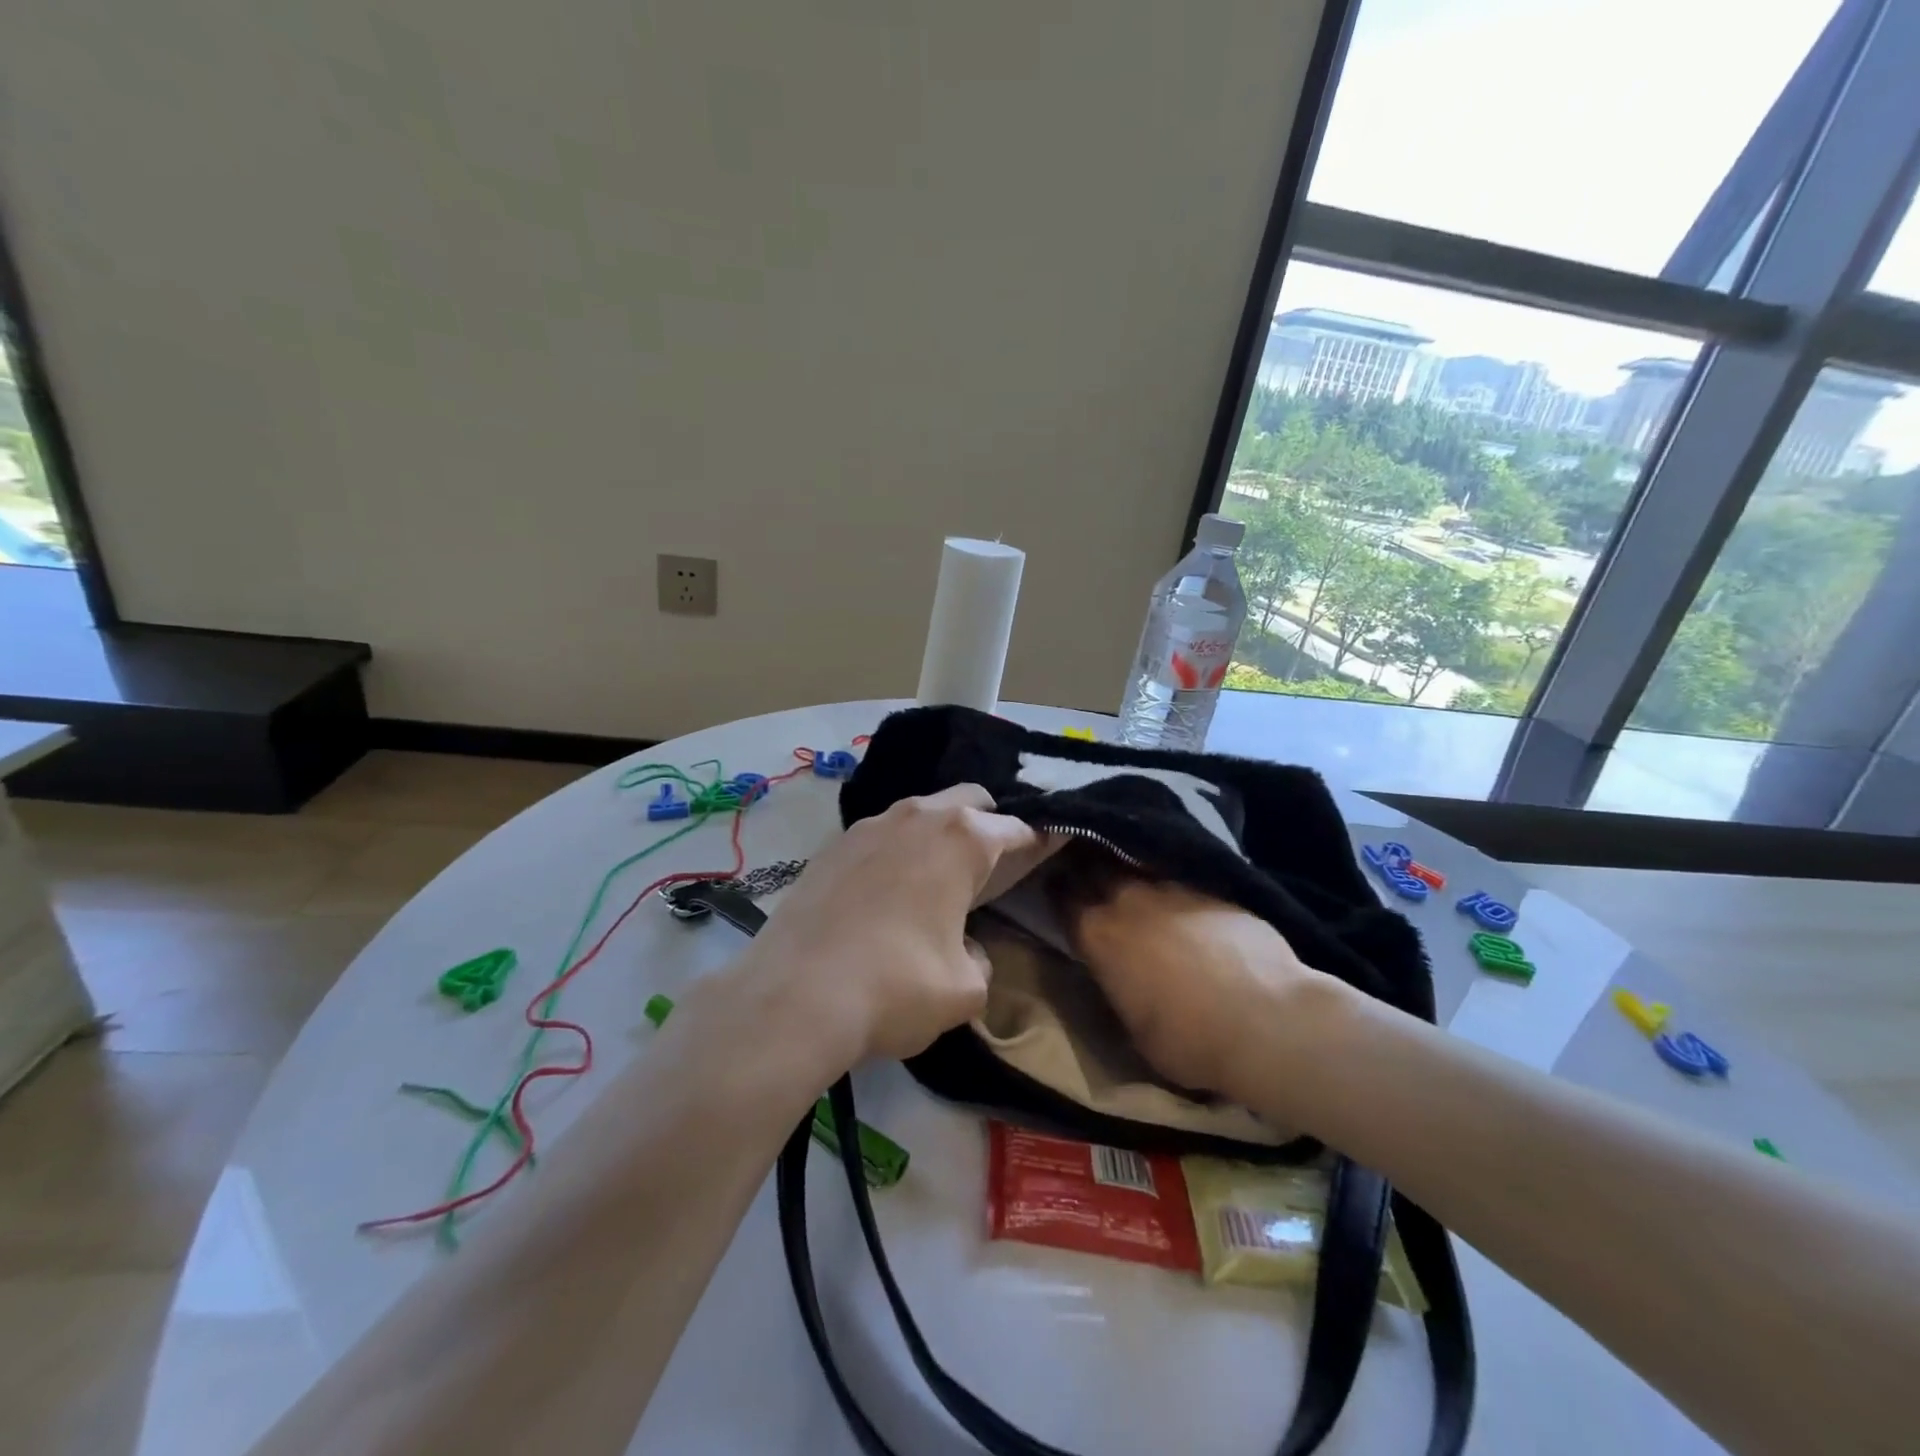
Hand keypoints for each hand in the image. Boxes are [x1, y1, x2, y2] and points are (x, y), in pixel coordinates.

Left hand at [725, 785, 1059, 1081]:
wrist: (794, 995)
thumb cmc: (896, 987)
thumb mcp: (964, 989)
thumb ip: (979, 959)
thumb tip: (965, 948)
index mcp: (962, 839)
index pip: (1016, 829)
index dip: (1037, 842)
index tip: (1048, 850)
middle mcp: (917, 816)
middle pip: (968, 800)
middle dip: (987, 823)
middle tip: (989, 866)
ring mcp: (869, 825)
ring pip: (919, 813)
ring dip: (937, 834)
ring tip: (935, 880)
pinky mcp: (832, 845)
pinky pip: (880, 835)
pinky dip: (896, 851)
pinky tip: (886, 892)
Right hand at [1058, 875, 1337, 1102]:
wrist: (1268, 1018)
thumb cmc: (1190, 1040)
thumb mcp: (1133, 1029)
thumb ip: (1117, 987)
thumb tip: (1117, 974)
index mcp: (1097, 934)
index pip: (1062, 896)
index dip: (1057, 890)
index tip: (1056, 888)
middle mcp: (1126, 899)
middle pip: (1094, 866)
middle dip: (1085, 866)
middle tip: (1085, 872)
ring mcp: (1171, 886)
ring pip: (1136, 865)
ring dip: (1128, 870)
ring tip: (1130, 879)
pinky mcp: (1211, 885)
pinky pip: (1177, 874)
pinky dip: (1169, 881)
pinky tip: (1177, 894)